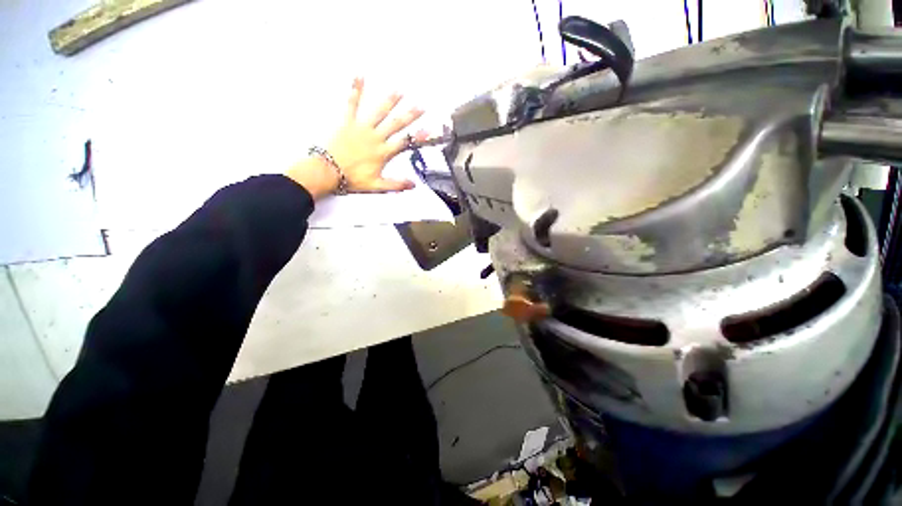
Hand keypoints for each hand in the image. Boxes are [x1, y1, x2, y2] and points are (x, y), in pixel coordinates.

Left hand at [286, 78, 426, 198]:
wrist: (329, 171)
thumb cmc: (353, 179)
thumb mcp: (377, 186)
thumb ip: (396, 185)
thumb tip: (412, 185)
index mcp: (383, 152)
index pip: (404, 142)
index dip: (418, 137)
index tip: (429, 131)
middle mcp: (375, 138)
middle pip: (396, 124)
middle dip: (409, 115)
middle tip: (420, 106)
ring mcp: (362, 128)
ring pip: (379, 112)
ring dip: (390, 101)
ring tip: (399, 91)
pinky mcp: (348, 123)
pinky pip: (352, 104)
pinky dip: (355, 90)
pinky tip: (359, 77)